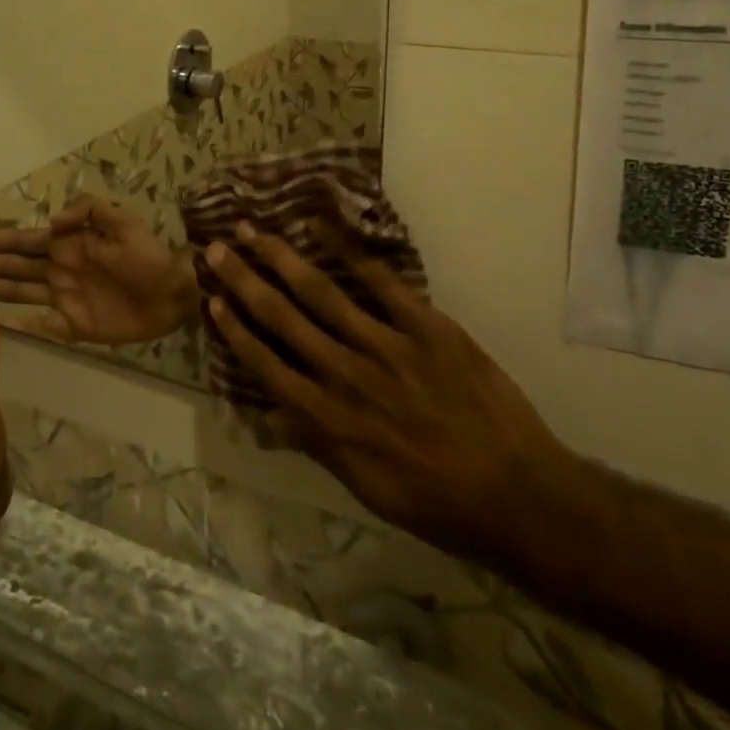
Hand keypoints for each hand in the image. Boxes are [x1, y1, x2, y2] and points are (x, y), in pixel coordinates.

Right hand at [0, 195, 197, 346]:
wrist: (175, 293)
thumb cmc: (150, 256)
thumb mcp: (124, 223)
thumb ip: (90, 212)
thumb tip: (52, 222)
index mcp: (66, 244)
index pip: (19, 241)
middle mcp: (57, 269)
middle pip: (8, 266)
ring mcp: (62, 298)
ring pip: (14, 291)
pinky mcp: (73, 325)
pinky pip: (39, 324)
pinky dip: (16, 324)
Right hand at [203, 225, 577, 569]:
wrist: (516, 495)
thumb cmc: (437, 501)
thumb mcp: (366, 486)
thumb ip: (317, 442)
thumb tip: (270, 413)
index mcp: (329, 419)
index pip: (267, 365)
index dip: (236, 329)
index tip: (212, 298)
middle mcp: (347, 375)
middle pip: (283, 318)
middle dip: (245, 280)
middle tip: (217, 248)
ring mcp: (387, 346)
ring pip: (322, 293)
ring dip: (282, 258)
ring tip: (253, 230)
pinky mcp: (426, 326)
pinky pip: (381, 282)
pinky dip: (349, 251)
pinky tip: (323, 228)